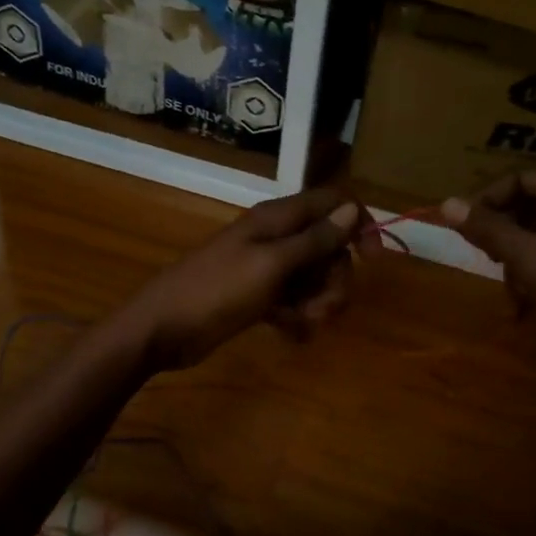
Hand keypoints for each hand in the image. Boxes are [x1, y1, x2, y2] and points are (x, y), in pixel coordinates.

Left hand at [124, 189, 374, 370]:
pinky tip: (289, 333)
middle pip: (329, 247)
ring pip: (314, 277)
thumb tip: (353, 208)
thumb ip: (314, 239)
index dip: (358, 225)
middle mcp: (276, 237)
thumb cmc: (217, 291)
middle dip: (335, 278)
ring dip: (318, 302)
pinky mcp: (258, 296)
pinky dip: (297, 316)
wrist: (163, 328)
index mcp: (278, 218)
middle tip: (324, 307)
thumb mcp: (272, 264)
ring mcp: (267, 268)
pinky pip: (294, 300)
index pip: (333, 202)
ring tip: (302, 323)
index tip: (372, 259)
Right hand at [441, 173, 535, 425]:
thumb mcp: (529, 258)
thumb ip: (488, 230)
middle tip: (486, 258)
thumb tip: (446, 203)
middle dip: (504, 236)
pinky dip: (535, 280)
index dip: (489, 198)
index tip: (464, 225)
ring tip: (513, 292)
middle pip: (531, 209)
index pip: (524, 179)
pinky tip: (526, 307)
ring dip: (517, 263)